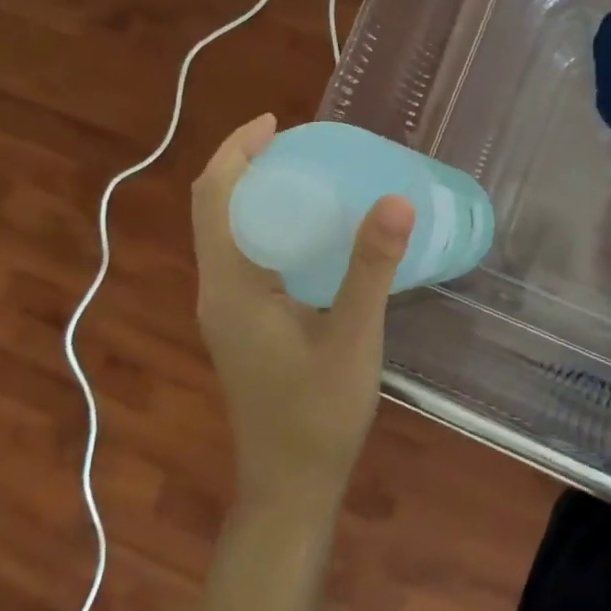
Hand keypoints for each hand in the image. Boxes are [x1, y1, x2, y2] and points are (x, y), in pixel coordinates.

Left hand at [190, 114, 414, 516]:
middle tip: (304, 144)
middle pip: (217, 209)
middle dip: (248, 166)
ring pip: (230, 233)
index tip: (277, 123)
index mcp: (230, 286)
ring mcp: (228, 311)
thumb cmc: (317, 415)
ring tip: (310, 174)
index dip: (237, 152)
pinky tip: (314, 233)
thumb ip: (371, 268)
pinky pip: (247, 256)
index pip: (214, 198)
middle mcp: (217, 291)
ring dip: (258, 195)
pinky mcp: (244, 326)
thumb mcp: (352, 338)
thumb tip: (396, 199)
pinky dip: (271, 226)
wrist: (290, 488)